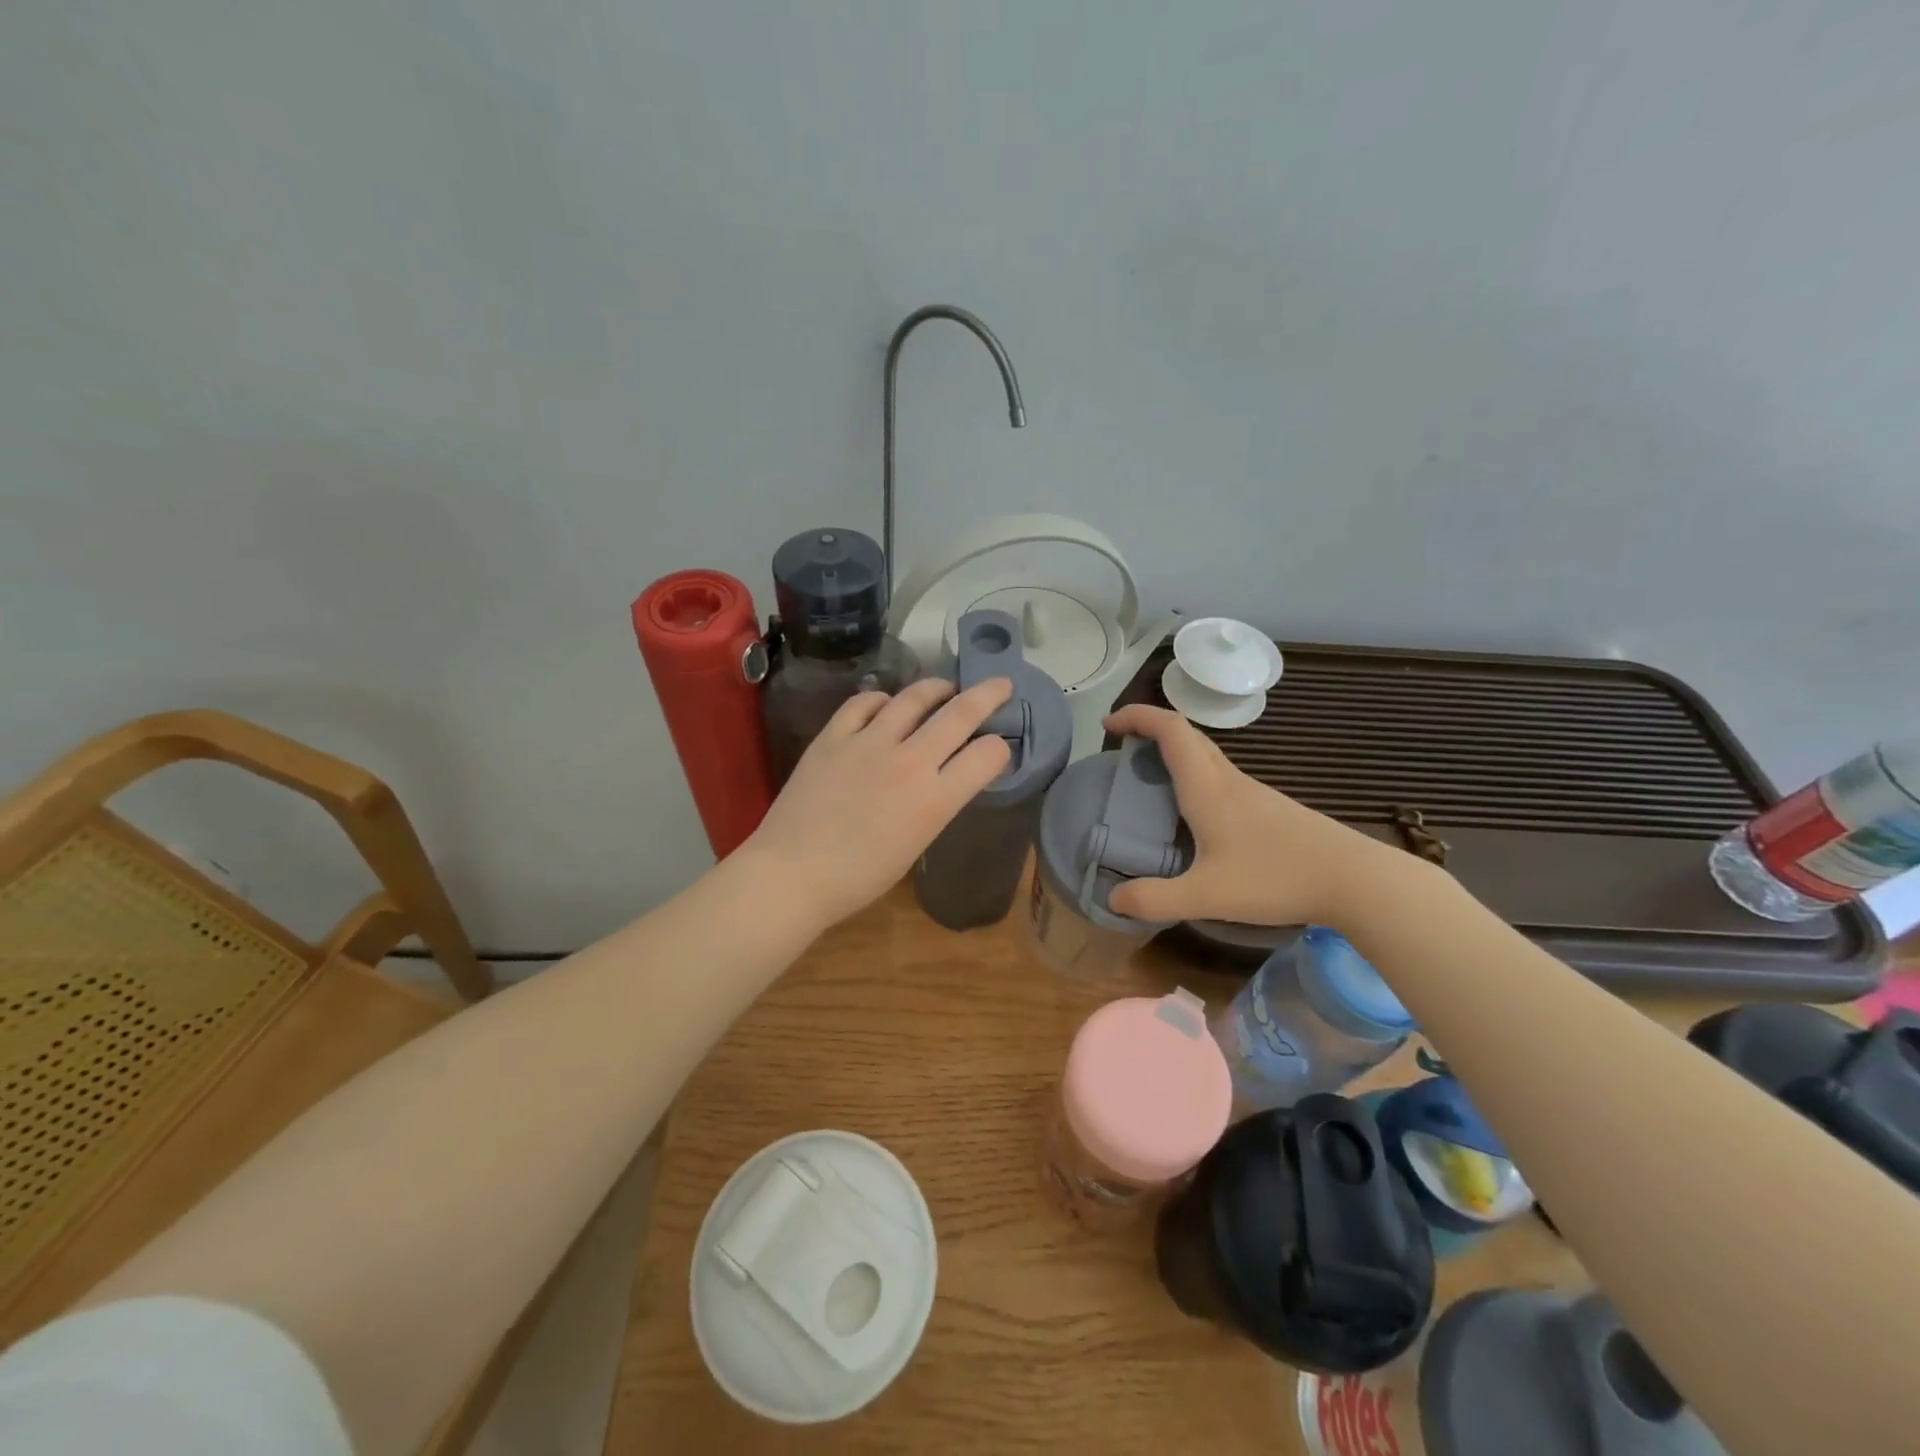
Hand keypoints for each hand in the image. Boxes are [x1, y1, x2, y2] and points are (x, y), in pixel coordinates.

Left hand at [744, 676, 1014, 930]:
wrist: (793, 874)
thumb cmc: (858, 878)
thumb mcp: (915, 844)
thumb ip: (934, 805)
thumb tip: (942, 780)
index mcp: (935, 799)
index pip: (987, 755)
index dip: (1000, 748)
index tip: (997, 748)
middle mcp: (909, 761)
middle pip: (960, 713)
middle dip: (988, 695)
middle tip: (1000, 686)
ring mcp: (868, 743)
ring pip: (913, 697)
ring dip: (936, 688)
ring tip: (944, 688)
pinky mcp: (833, 736)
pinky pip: (863, 703)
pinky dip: (881, 699)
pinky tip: (885, 704)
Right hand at [1101, 704, 1389, 926]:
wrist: (1353, 879)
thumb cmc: (1276, 877)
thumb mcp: (1207, 896)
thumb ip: (1156, 899)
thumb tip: (1113, 898)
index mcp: (1207, 787)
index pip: (1170, 728)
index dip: (1137, 716)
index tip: (1109, 723)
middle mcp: (1227, 780)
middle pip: (1186, 734)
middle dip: (1149, 731)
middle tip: (1122, 752)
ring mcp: (1251, 792)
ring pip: (1204, 755)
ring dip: (1171, 754)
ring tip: (1147, 783)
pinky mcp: (1267, 807)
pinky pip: (1218, 776)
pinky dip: (1192, 776)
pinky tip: (1190, 815)